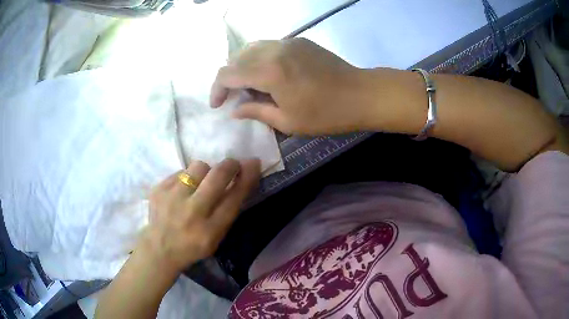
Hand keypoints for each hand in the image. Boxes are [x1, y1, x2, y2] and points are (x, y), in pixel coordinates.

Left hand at [140, 159, 260, 273]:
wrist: (159, 249)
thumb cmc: (193, 246)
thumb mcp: (216, 237)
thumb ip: (228, 211)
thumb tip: (241, 177)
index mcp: (210, 230)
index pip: (234, 197)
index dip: (247, 177)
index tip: (253, 162)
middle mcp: (192, 212)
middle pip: (217, 176)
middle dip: (230, 165)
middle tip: (232, 165)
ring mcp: (172, 198)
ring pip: (199, 166)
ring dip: (205, 172)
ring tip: (199, 184)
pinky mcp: (158, 189)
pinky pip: (181, 172)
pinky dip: (186, 179)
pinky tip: (181, 192)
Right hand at [210, 38, 371, 134]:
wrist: (361, 95)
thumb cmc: (326, 114)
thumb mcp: (287, 121)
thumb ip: (256, 111)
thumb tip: (234, 110)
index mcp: (269, 71)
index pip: (227, 73)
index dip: (217, 89)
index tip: (218, 105)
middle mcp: (274, 50)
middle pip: (236, 57)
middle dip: (228, 77)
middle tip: (234, 97)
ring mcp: (288, 42)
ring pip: (251, 48)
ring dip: (243, 66)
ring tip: (249, 85)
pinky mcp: (299, 41)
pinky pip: (269, 46)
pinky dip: (259, 58)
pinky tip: (268, 74)